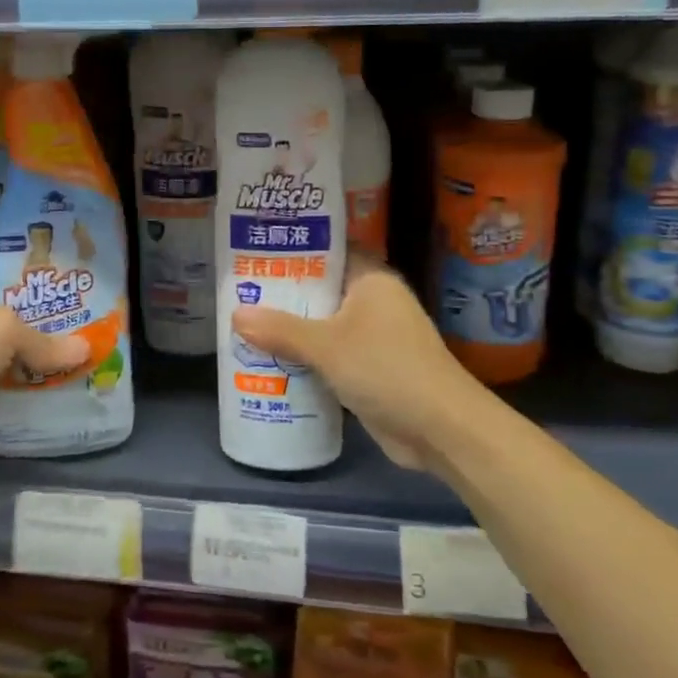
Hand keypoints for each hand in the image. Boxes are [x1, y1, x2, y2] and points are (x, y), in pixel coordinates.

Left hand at [0, 270, 87, 460]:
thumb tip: (86, 349)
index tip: (47, 272)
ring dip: (29, 352)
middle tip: (70, 308)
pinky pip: (4, 382)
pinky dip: (25, 384)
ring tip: (72, 342)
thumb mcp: (6, 329)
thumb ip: (45, 339)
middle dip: (29, 313)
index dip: (12, 270)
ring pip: (2, 349)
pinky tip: (58, 378)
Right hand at [232, 254, 476, 473]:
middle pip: (321, 289)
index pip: (328, 251)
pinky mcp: (371, 369)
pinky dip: (306, 356)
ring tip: (245, 322)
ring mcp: (374, 337)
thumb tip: (235, 315)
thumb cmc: (386, 369)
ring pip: (323, 324)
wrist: (441, 429)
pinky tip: (270, 359)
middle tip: (239, 289)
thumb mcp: (327, 346)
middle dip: (284, 294)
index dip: (294, 249)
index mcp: (371, 279)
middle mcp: (374, 302)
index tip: (256, 249)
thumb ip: (281, 330)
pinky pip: (330, 354)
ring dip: (292, 328)